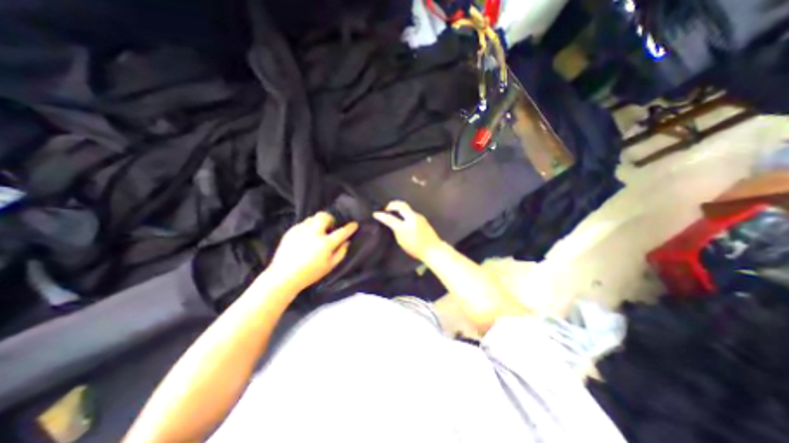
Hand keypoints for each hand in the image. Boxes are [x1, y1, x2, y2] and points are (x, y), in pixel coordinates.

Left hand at [270, 211, 359, 290]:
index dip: (350, 228)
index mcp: (325, 244)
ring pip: (313, 218)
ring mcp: (300, 230)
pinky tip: (306, 238)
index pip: (341, 232)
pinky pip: (303, 223)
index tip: (354, 224)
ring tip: (318, 233)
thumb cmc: (310, 273)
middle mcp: (313, 233)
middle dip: (330, 219)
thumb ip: (341, 252)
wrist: (284, 276)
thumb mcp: (330, 266)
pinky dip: (308, 227)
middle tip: (330, 228)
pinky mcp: (291, 231)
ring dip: (319, 223)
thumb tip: (347, 241)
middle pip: (324, 216)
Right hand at [373, 200, 439, 261]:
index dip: (382, 216)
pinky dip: (405, 213)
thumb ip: (396, 230)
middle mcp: (413, 217)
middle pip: (401, 205)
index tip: (375, 214)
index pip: (391, 218)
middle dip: (392, 204)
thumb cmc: (416, 248)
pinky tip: (403, 219)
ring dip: (399, 208)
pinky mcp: (423, 219)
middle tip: (387, 209)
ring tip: (394, 214)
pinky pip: (411, 213)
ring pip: (407, 208)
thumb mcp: (402, 241)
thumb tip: (392, 223)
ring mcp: (419, 217)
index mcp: (405, 226)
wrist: (433, 249)